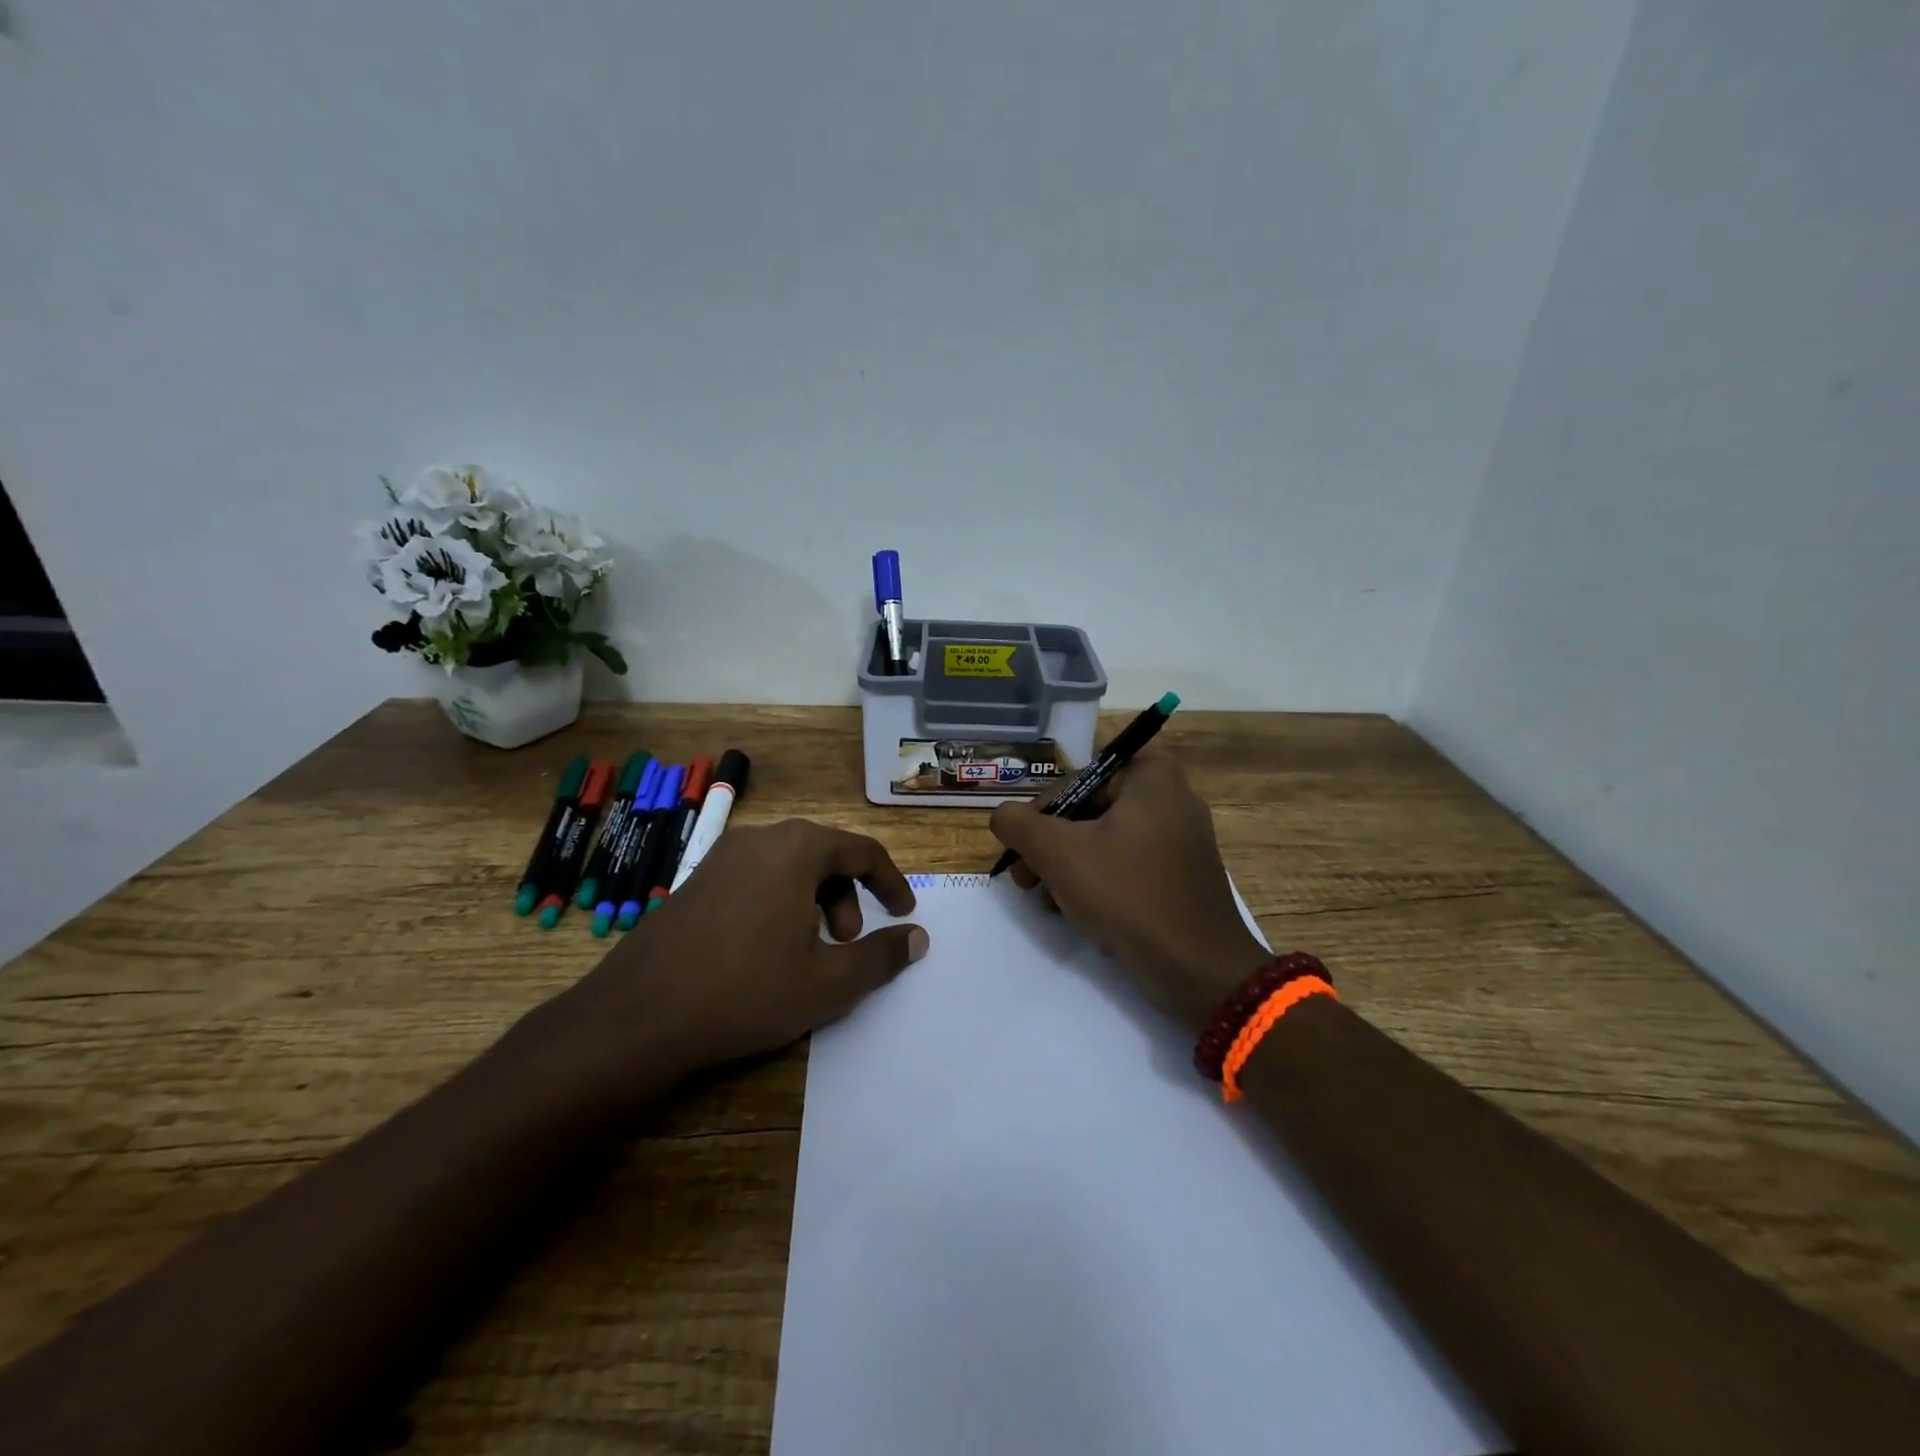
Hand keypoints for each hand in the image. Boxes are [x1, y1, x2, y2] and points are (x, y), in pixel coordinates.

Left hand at [556, 820, 927, 1104]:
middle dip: (848, 897)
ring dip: (814, 902)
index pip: (863, 851)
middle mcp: (760, 839)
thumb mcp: (828, 983)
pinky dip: (779, 903)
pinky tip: (765, 951)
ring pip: (789, 867)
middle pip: (825, 855)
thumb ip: (881, 956)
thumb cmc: (745, 992)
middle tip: (846, 943)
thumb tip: (918, 938)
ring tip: (807, 951)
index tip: (903, 915)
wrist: (637, 1016)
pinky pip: (756, 878)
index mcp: (797, 849)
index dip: (891, 884)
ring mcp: (721, 857)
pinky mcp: (695, 881)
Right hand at [989, 750, 1268, 1034]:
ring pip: (1106, 837)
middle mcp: (1171, 796)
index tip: (1025, 840)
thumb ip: (1019, 824)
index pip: (1081, 772)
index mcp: (1152, 776)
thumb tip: (1002, 815)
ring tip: (1043, 899)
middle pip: (1091, 805)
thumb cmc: (1127, 895)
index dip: (1046, 804)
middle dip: (1050, 842)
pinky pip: (1128, 862)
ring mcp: (1180, 837)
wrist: (1198, 969)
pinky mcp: (1181, 874)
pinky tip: (1074, 911)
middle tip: (1023, 876)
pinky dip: (1098, 879)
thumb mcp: (1058, 854)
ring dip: (1067, 865)